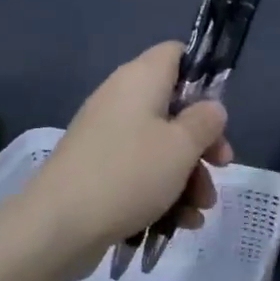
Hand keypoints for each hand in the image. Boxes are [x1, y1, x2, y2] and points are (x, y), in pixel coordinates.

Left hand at [23, 42, 233, 276]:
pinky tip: (181, 222)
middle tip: (222, 166)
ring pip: (160, 144)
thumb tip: (211, 109)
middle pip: (174, 107)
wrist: (57, 226)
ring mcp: (106, 135)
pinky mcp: (98, 169)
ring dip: (187, 175)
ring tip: (201, 210)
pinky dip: (162, 190)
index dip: (202, 75)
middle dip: (202, 141)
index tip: (218, 111)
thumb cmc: (129, 174)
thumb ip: (205, 122)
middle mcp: (121, 99)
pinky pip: (139, 170)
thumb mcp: (182, 147)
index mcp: (141, 79)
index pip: (176, 53)